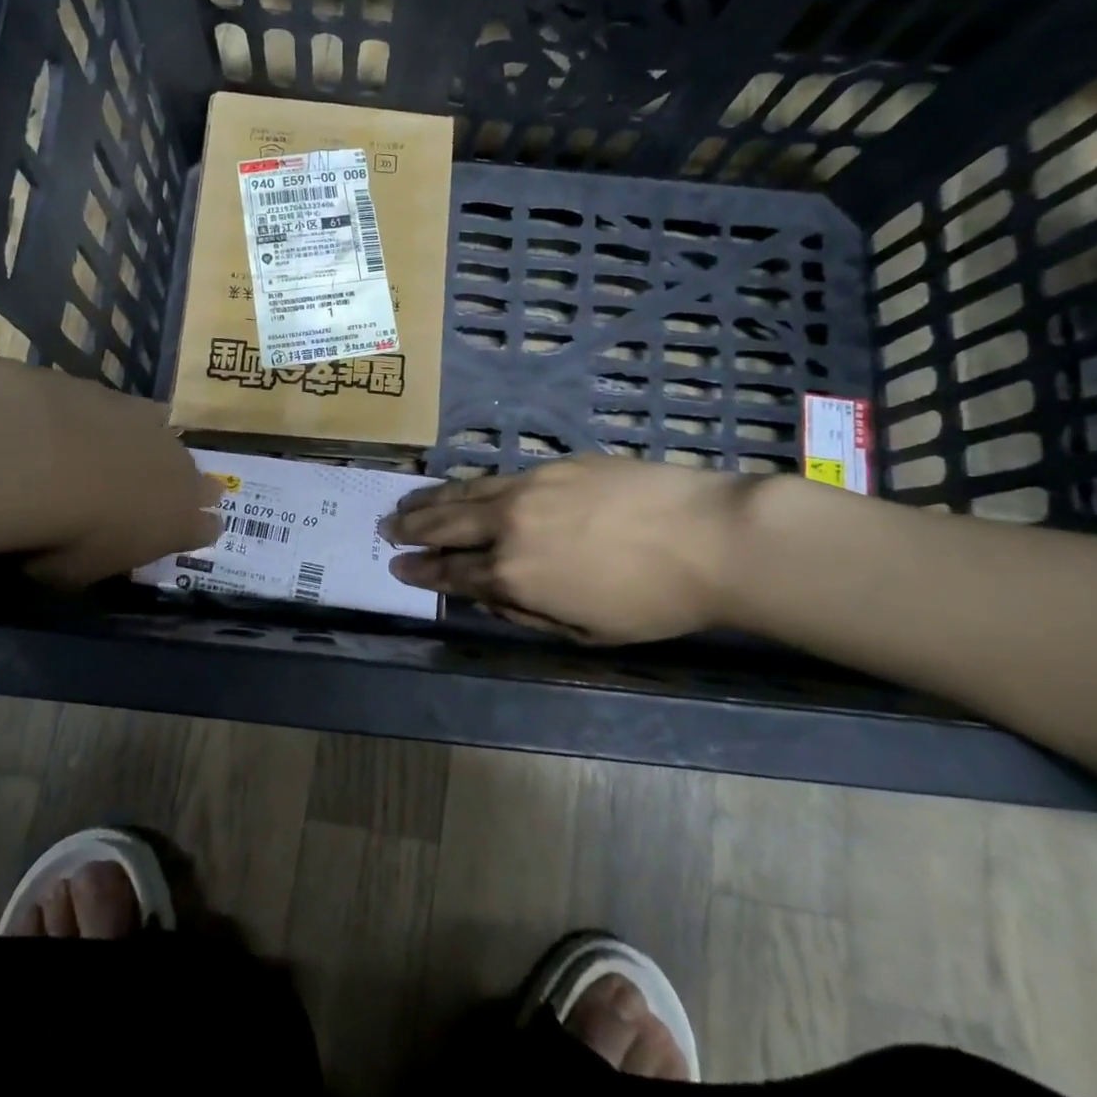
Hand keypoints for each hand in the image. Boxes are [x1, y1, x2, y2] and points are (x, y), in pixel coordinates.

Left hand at [3, 366, 220, 587]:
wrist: (43, 459)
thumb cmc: (64, 534)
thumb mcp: (79, 571)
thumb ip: (101, 557)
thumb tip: (95, 548)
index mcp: (179, 524)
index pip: (208, 529)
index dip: (196, 529)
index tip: (180, 532)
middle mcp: (183, 475)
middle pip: (201, 483)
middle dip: (183, 489)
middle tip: (154, 495)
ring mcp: (160, 432)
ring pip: (172, 443)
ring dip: (153, 452)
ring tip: (121, 457)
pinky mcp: (130, 400)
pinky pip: (138, 412)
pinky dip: (120, 421)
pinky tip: (94, 424)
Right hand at [382, 457, 753, 642]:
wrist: (709, 537)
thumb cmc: (654, 601)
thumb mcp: (588, 631)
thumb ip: (529, 613)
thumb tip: (491, 596)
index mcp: (514, 576)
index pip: (452, 573)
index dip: (421, 571)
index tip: (398, 568)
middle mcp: (508, 527)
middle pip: (446, 526)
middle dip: (412, 530)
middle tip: (386, 529)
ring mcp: (527, 489)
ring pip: (464, 494)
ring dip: (430, 500)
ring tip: (406, 502)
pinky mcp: (552, 465)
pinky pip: (497, 477)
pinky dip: (468, 485)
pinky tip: (460, 486)